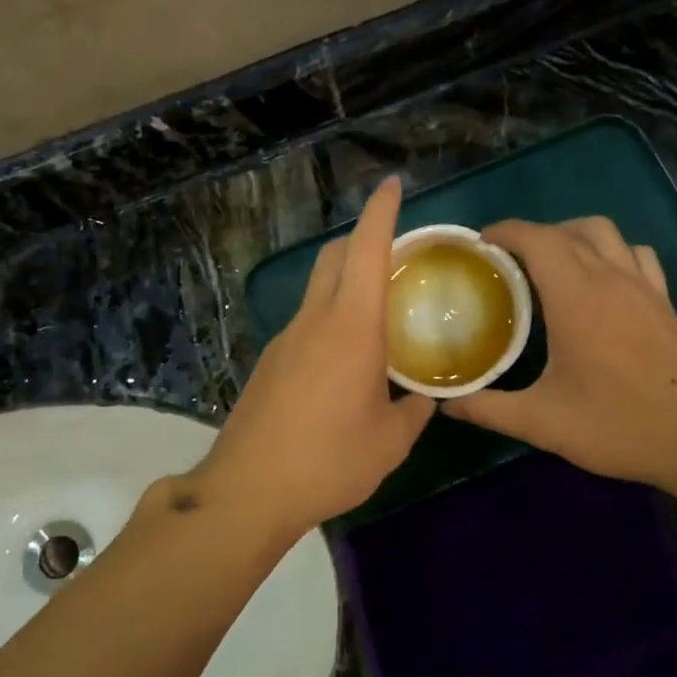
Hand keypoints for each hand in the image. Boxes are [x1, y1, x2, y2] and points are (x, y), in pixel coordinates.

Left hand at [197, 177, 433, 537]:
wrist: (248, 491)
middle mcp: (314, 321)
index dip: (382, 212)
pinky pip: (306, 324)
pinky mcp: (269, 363)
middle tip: (398, 257)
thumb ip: (415, 411)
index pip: (367, 250)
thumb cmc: (330, 462)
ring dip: (346, 282)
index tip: (393, 185)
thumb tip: (427, 398)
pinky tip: (345, 361)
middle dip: (363, 240)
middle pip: (334, 257)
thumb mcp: (391, 442)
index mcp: (351, 328)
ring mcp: (285, 340)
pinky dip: (330, 319)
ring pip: (318, 289)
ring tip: (379, 314)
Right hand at [444, 218, 676, 493]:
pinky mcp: (666, 301)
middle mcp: (612, 278)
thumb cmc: (621, 426)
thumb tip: (447, 403)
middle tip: (506, 262)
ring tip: (551, 265)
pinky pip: (635, 255)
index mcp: (578, 298)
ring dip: (573, 236)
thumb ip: (490, 409)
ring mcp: (645, 286)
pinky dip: (611, 252)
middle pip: (570, 230)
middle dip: (533, 235)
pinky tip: (602, 282)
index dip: (506, 232)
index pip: (538, 239)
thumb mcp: (544, 423)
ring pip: (606, 233)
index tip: (481, 244)